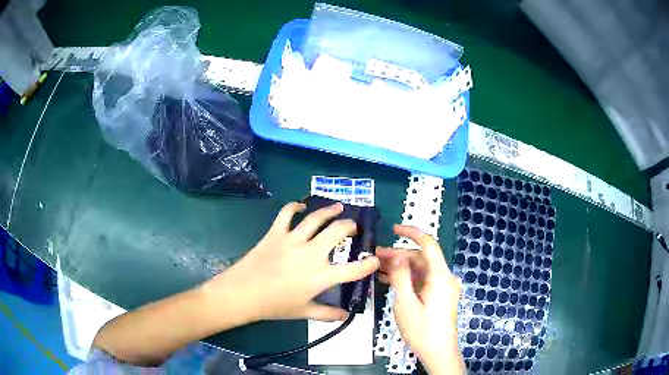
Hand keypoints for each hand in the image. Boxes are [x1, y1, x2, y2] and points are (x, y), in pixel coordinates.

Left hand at [203, 202, 379, 323]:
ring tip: (339, 207)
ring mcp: (293, 240)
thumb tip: (345, 316)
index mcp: (321, 276)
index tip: (375, 259)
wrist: (243, 293)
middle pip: (337, 232)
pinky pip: (287, 213)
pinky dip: (295, 206)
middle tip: (353, 227)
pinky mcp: (276, 233)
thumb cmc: (274, 306)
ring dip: (330, 211)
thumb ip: (328, 314)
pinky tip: (301, 205)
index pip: (353, 269)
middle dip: (350, 226)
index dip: (368, 264)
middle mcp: (312, 253)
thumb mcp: (303, 312)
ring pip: (316, 218)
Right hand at [377, 225, 463, 374]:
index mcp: (440, 276)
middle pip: (422, 258)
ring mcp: (444, 287)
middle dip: (399, 255)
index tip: (393, 229)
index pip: (428, 244)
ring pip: (421, 270)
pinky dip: (408, 279)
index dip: (412, 233)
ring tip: (378, 268)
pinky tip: (390, 281)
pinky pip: (423, 281)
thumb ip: (400, 276)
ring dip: (401, 268)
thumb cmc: (422, 329)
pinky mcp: (440, 296)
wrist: (438, 352)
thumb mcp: (405, 303)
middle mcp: (445, 277)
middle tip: (375, 256)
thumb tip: (396, 254)